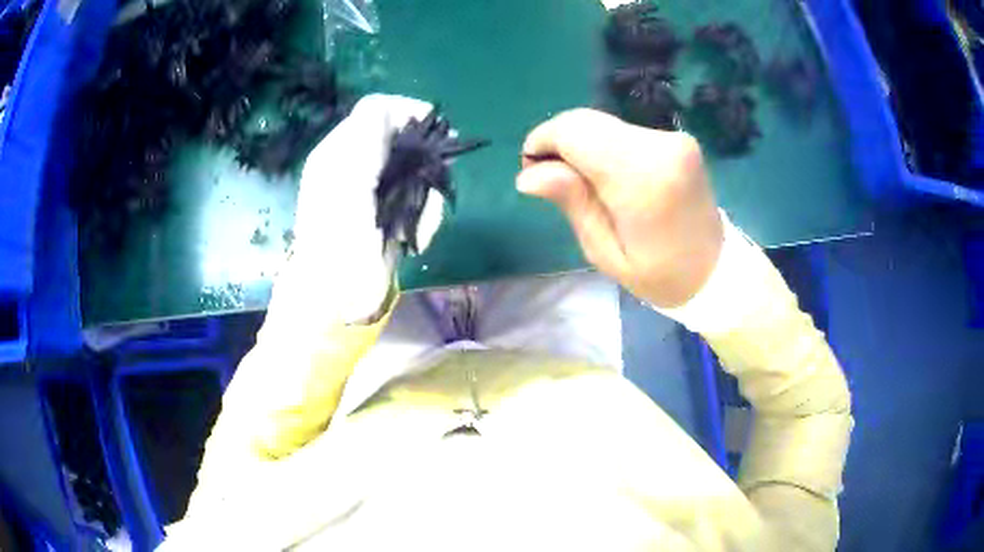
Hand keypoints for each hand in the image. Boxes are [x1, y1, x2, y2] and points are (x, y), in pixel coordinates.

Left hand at [270, 94, 445, 326]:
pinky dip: (425, 215)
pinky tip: (418, 236)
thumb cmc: (337, 239)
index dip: (406, 111)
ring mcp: (371, 192)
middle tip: (435, 181)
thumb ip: (367, 134)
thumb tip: (392, 107)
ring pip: (415, 171)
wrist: (335, 299)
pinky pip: (416, 199)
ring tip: (422, 224)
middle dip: (423, 159)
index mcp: (338, 151)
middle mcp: (354, 165)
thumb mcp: (347, 177)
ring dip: (428, 194)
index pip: (376, 110)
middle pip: (401, 139)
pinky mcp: (387, 216)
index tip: (434, 129)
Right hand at [517, 109, 722, 307]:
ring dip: (584, 145)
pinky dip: (606, 146)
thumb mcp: (605, 252)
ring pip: (604, 124)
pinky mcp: (678, 139)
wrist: (714, 269)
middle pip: (587, 121)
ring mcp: (673, 139)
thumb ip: (572, 202)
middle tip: (556, 179)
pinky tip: (611, 176)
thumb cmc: (658, 273)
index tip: (533, 168)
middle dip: (560, 142)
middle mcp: (660, 146)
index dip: (543, 141)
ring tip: (586, 183)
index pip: (575, 132)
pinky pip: (625, 131)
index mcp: (642, 178)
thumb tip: (528, 173)